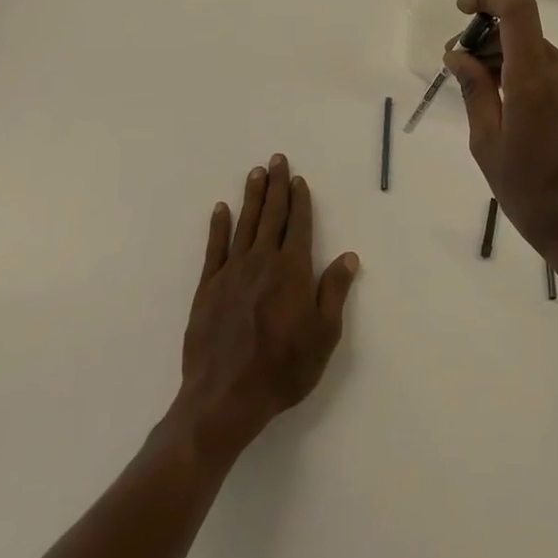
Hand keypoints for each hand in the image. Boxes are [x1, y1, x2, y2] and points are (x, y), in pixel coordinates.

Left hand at [173, 154, 359, 462]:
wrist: (225, 397)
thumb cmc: (283, 369)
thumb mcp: (323, 336)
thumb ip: (334, 292)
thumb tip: (348, 256)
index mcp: (292, 271)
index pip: (299, 225)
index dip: (300, 200)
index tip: (298, 179)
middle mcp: (262, 262)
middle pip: (271, 216)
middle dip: (276, 186)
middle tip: (276, 159)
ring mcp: (232, 272)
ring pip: (244, 224)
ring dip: (251, 197)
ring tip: (255, 173)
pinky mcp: (208, 287)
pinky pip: (215, 248)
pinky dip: (218, 226)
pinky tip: (221, 209)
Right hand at [445, 0, 557, 295]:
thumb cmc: (533, 196)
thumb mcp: (488, 146)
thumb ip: (475, 92)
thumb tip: (458, 55)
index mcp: (535, 79)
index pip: (518, 10)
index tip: (461, 11)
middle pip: (522, 31)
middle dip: (485, 38)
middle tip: (456, 67)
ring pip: (533, 51)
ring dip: (501, 58)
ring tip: (474, 92)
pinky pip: (546, 71)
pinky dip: (519, 74)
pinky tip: (502, 107)